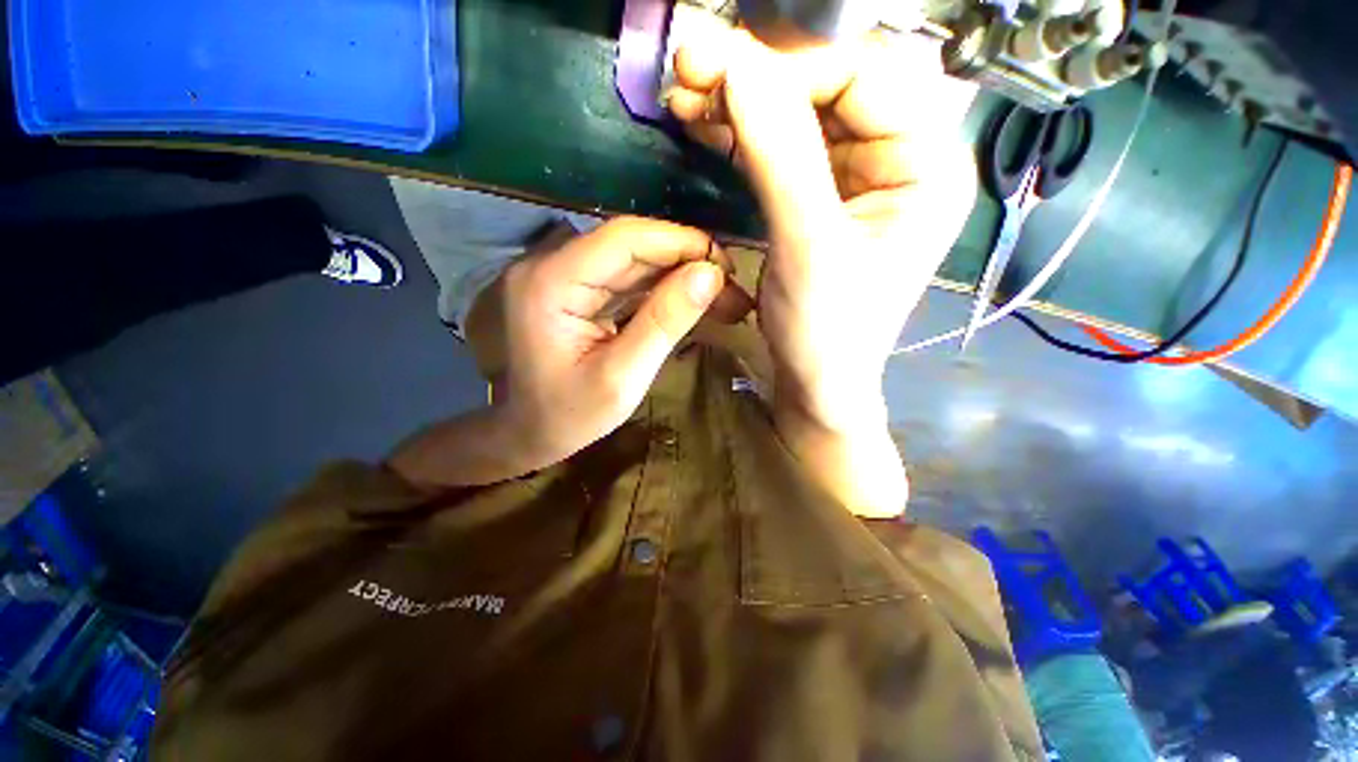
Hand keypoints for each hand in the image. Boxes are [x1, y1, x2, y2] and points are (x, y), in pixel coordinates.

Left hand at [474, 218, 747, 471]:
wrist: (529, 432)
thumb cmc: (569, 416)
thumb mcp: (622, 378)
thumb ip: (664, 322)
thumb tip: (710, 275)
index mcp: (551, 283)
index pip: (622, 238)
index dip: (679, 242)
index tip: (724, 265)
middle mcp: (552, 265)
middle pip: (630, 245)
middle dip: (686, 261)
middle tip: (732, 287)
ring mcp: (563, 276)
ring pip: (634, 260)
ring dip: (680, 275)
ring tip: (723, 297)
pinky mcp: (577, 290)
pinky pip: (627, 279)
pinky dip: (663, 288)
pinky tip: (693, 301)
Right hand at [668, 27, 976, 434]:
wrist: (816, 383)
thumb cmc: (827, 332)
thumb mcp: (809, 247)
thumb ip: (780, 155)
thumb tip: (737, 66)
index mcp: (926, 164)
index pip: (864, 74)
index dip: (791, 65)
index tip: (719, 67)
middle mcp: (899, 158)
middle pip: (829, 87)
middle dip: (758, 77)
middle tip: (692, 67)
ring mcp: (856, 178)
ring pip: (798, 113)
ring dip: (741, 101)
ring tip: (688, 93)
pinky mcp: (819, 199)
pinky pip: (780, 149)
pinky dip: (741, 134)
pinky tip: (706, 124)